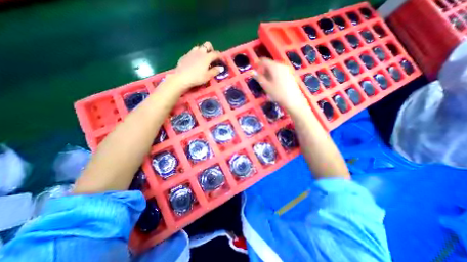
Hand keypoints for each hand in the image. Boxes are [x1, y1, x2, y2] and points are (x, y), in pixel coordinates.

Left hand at [172, 42, 222, 91]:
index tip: (222, 61)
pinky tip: (194, 63)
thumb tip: (221, 68)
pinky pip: (192, 53)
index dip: (220, 56)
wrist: (182, 77)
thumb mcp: (208, 76)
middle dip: (211, 49)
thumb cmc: (197, 77)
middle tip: (211, 58)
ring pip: (199, 47)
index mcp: (207, 57)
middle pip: (207, 45)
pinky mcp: (185, 55)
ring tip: (203, 60)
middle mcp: (200, 52)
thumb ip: (215, 71)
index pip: (216, 53)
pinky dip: (195, 56)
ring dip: (202, 51)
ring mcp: (191, 52)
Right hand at [254, 58, 309, 112]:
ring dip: (268, 73)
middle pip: (269, 64)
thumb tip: (252, 72)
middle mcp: (281, 65)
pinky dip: (274, 75)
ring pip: (275, 68)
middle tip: (260, 79)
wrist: (293, 100)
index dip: (258, 65)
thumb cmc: (277, 93)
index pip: (264, 60)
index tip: (255, 72)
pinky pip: (279, 71)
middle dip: (263, 70)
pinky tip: (274, 84)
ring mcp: (287, 69)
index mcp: (274, 66)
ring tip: (266, 83)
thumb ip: (259, 77)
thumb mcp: (266, 86)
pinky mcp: (290, 74)